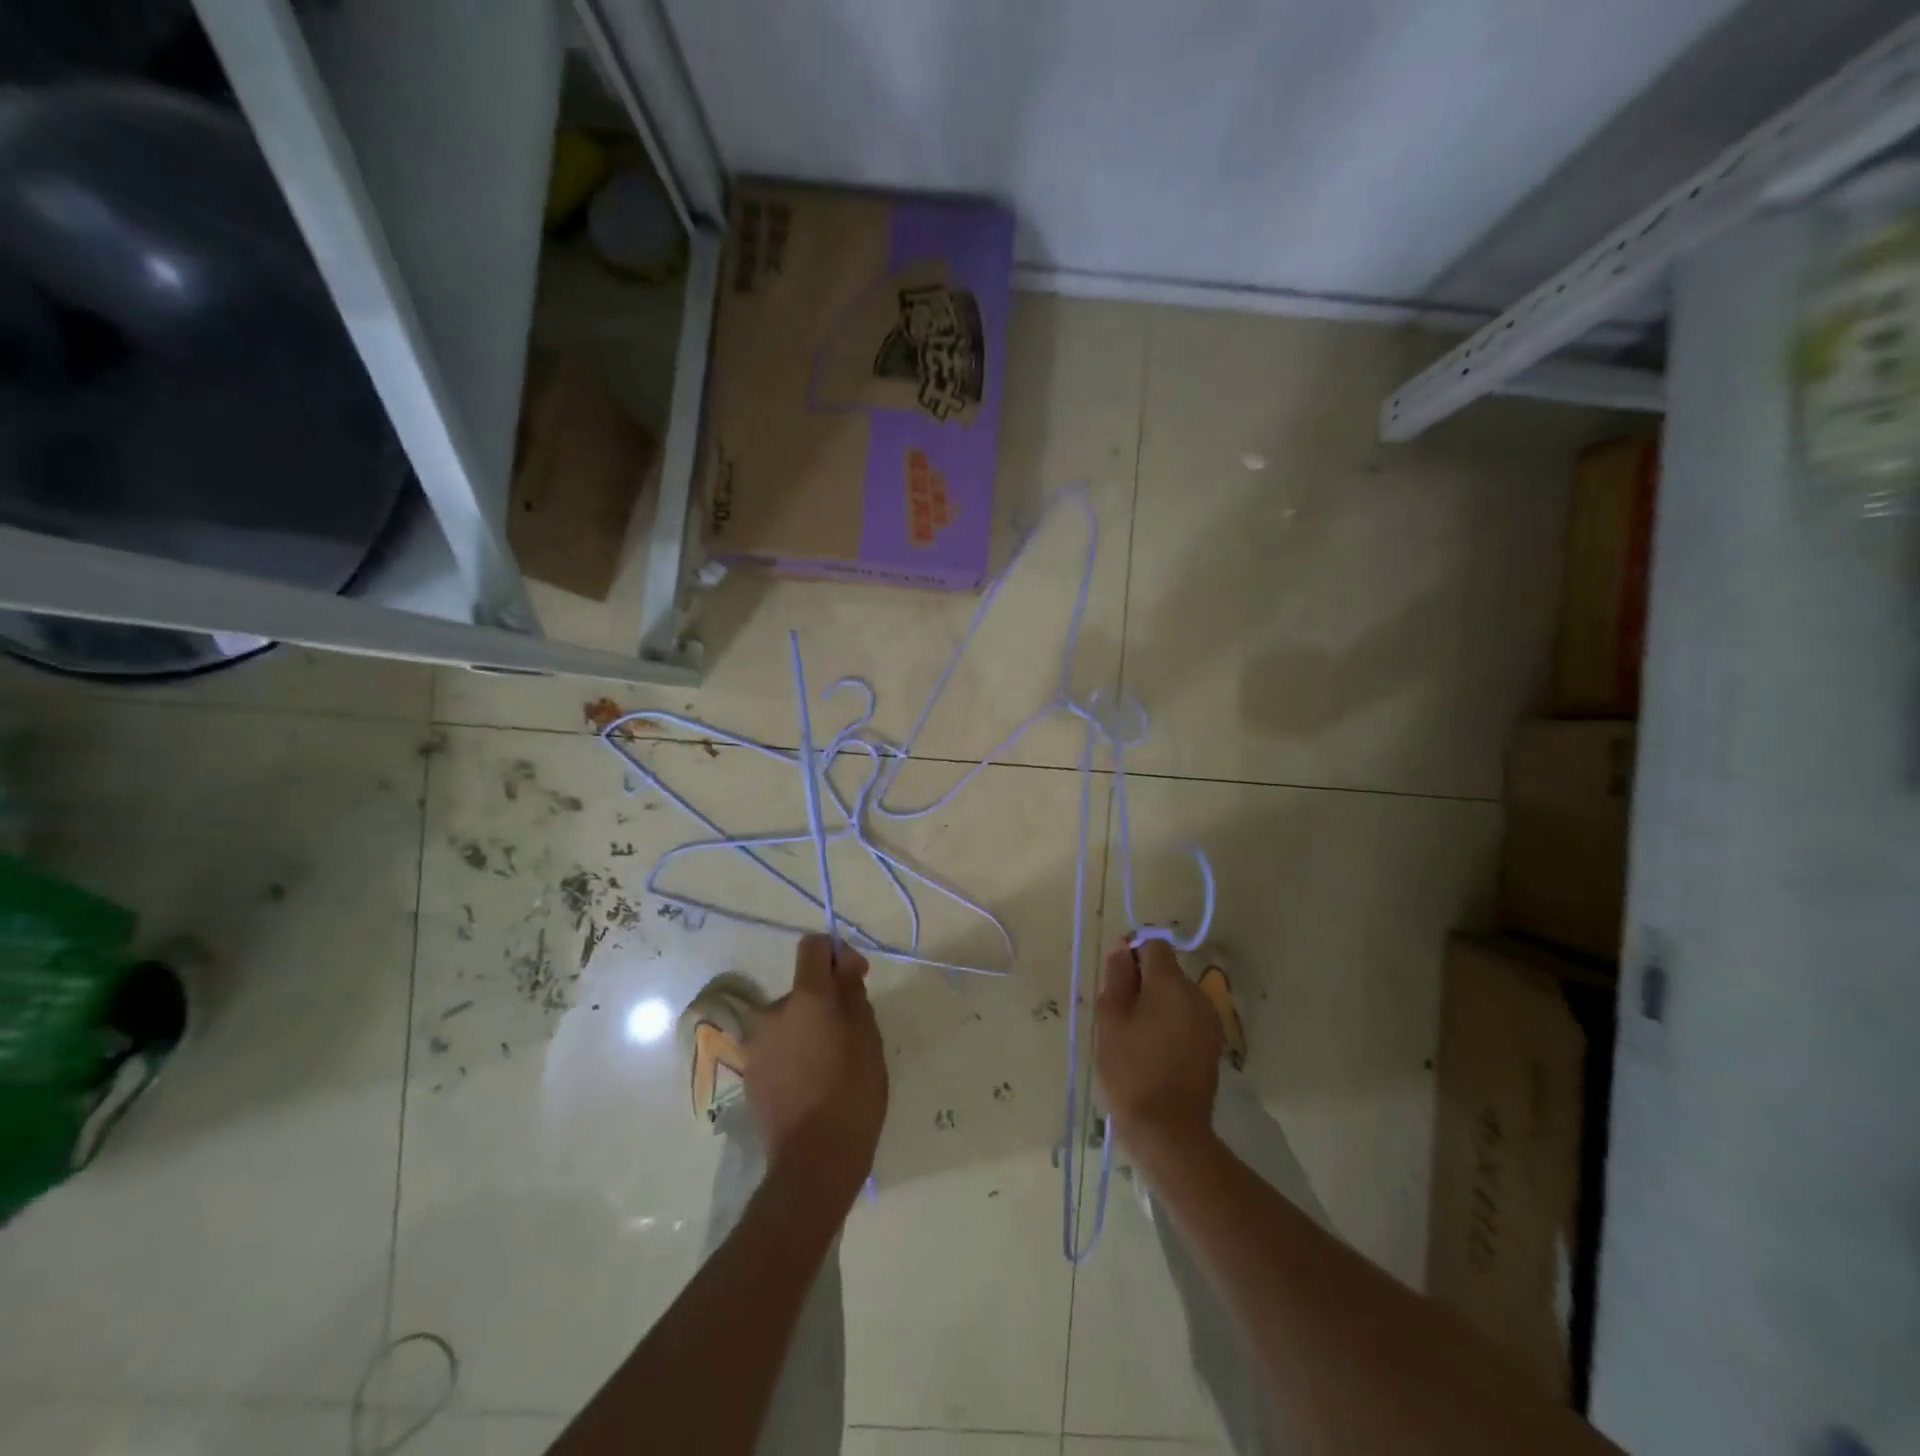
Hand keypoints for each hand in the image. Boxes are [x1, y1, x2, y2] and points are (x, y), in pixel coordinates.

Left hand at [746, 934, 887, 1206]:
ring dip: (809, 1029)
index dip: (837, 953)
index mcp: (806, 998)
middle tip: (851, 1034)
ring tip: (832, 1064)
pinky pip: (778, 1047)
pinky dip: (795, 1053)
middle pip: (803, 989)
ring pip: (790, 1020)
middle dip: (826, 1001)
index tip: (855, 978)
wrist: (814, 1161)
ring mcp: (757, 1045)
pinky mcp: (750, 1074)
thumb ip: (853, 993)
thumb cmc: (852, 1093)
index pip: (813, 947)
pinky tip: (812, 1083)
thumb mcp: (868, 1037)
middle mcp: (773, 1012)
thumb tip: (843, 966)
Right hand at [1094, 938, 1220, 1163]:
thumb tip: (1122, 948)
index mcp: (1171, 983)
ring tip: (1135, 1035)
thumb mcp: (1111, 1019)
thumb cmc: (1130, 1070)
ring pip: (1177, 994)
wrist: (1168, 1130)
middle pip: (1167, 970)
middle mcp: (1197, 994)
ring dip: (1157, 1003)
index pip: (1154, 945)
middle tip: (1119, 1014)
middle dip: (1143, 982)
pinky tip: (1155, 1049)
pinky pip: (1188, 1017)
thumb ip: (1117, 978)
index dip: (1132, 954)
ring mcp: (1209, 1020)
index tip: (1116, 981)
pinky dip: (1171, 1022)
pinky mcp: (1213, 1044)